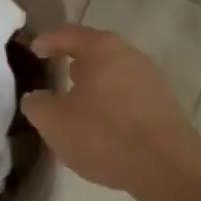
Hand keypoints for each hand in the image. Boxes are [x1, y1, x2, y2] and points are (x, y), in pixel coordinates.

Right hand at [21, 25, 200, 197]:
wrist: (167, 166)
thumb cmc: (104, 134)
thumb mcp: (54, 122)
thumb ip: (37, 105)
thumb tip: (35, 98)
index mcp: (101, 49)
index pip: (69, 34)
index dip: (48, 40)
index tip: (33, 50)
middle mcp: (129, 55)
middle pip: (95, 51)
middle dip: (74, 61)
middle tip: (55, 73)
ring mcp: (151, 78)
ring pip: (113, 73)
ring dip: (94, 83)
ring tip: (76, 101)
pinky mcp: (163, 104)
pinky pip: (128, 94)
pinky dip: (111, 101)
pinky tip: (102, 123)